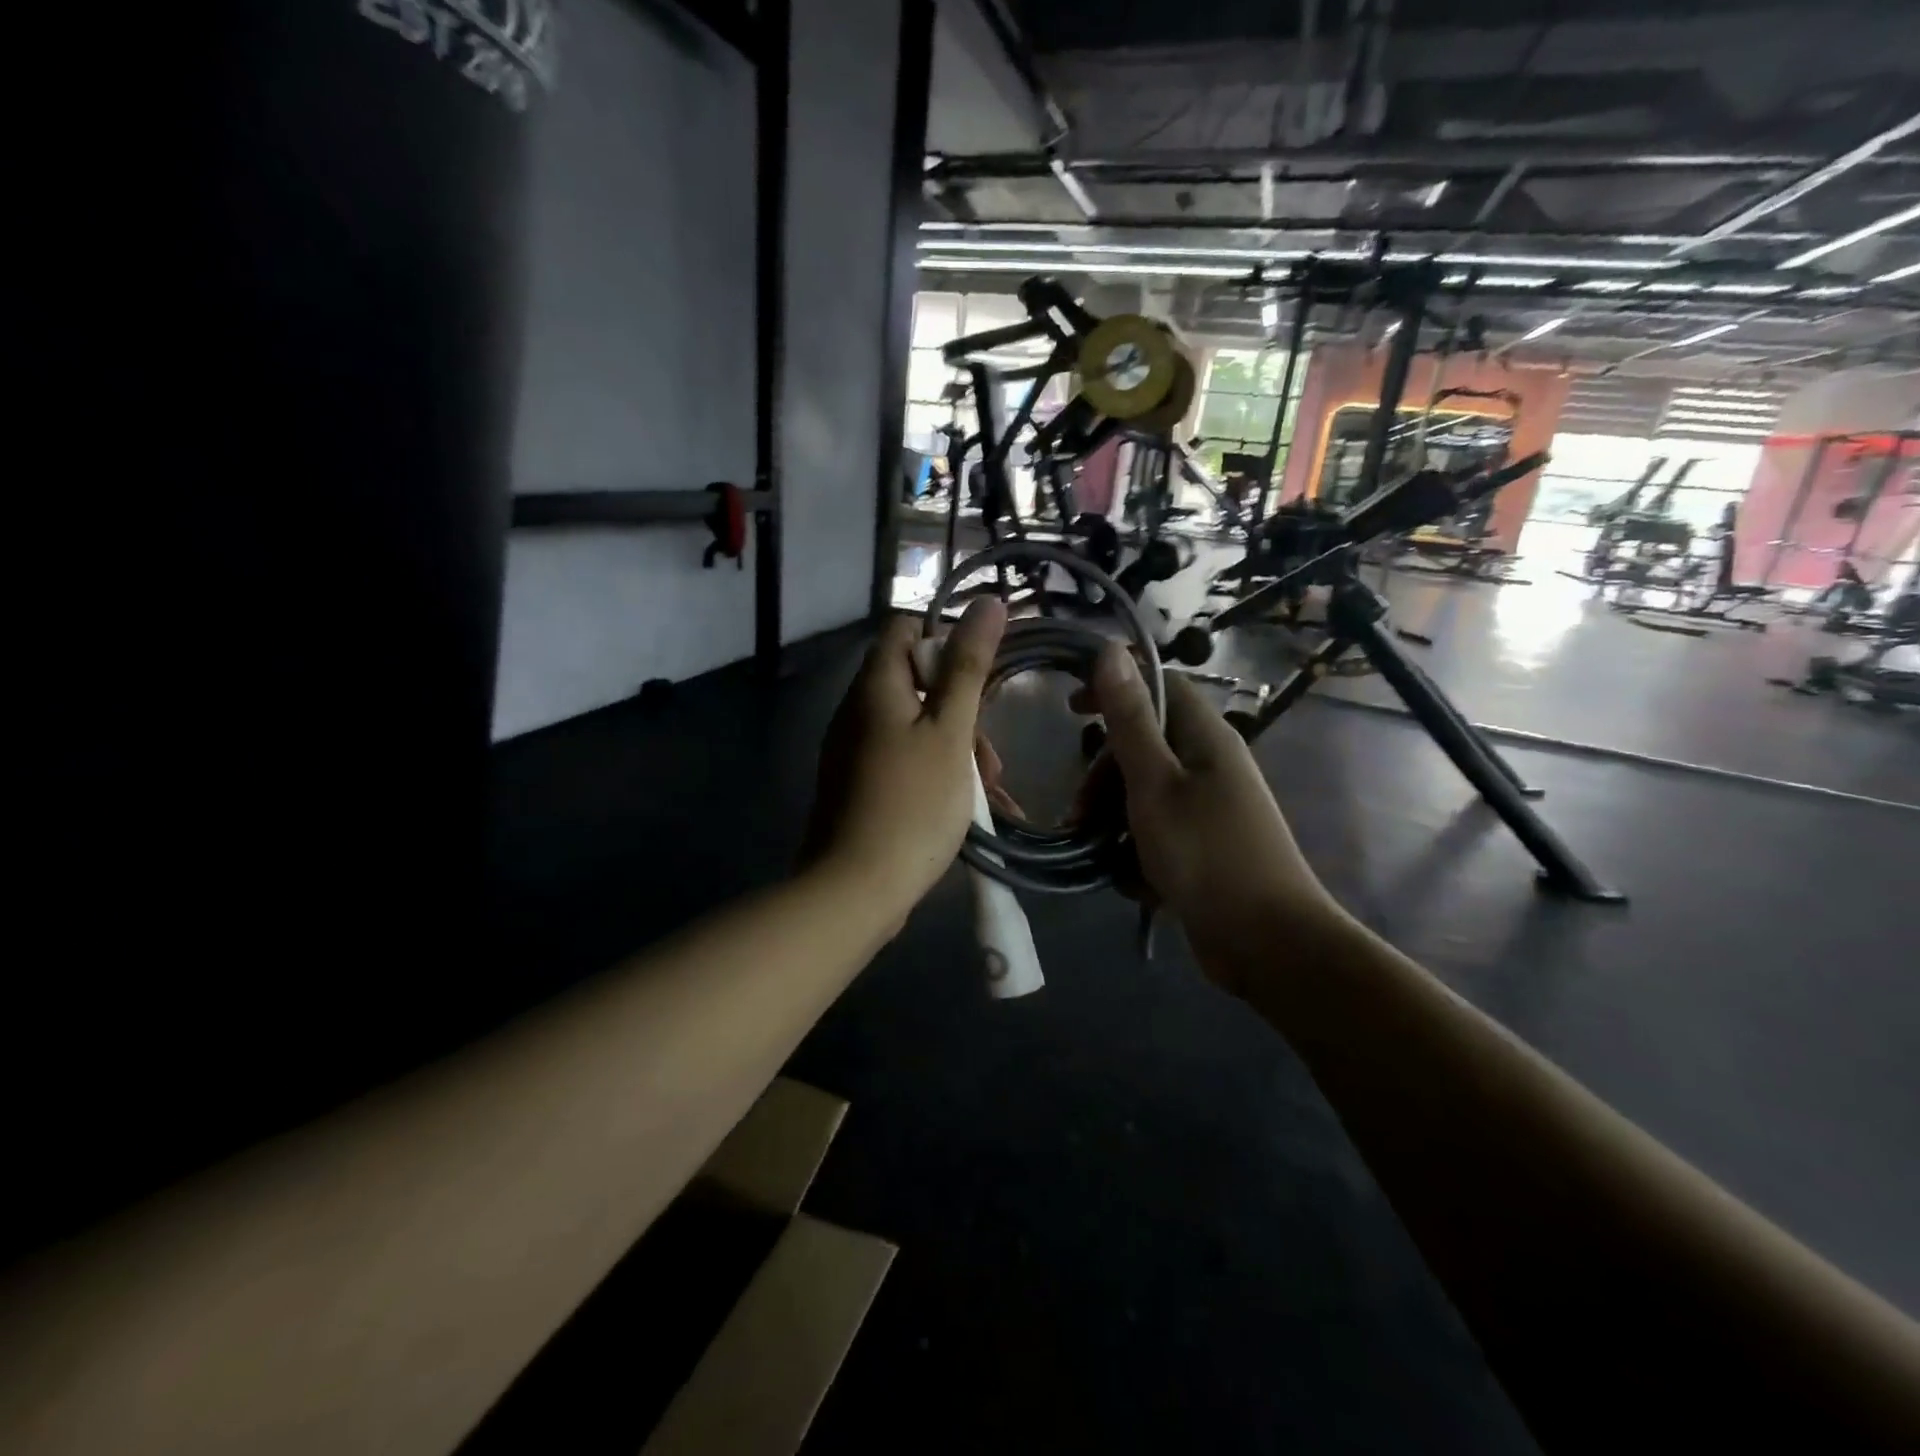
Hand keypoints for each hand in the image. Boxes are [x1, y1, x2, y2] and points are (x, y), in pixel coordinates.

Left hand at [805, 598, 1006, 924]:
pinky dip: (936, 771)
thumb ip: (969, 666)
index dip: (947, 640)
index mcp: (875, 686)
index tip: (983, 676)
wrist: (855, 889)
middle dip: (962, 710)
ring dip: (956, 748)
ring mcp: (853, 750)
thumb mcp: (951, 731)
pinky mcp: (858, 784)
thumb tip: (987, 601)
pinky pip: (903, 759)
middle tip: (991, 756)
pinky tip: (966, 806)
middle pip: (916, 682)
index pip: (906, 629)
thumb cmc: (913, 803)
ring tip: (989, 791)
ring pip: (915, 726)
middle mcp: (857, 710)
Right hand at [1078, 644, 1347, 982]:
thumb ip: (1129, 719)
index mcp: (1205, 738)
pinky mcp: (1202, 848)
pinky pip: (1156, 834)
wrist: (1269, 944)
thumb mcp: (1155, 783)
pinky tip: (1131, 879)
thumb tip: (1109, 650)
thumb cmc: (1207, 854)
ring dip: (1113, 819)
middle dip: (1104, 775)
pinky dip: (1136, 851)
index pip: (1158, 686)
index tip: (1071, 707)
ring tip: (1096, 851)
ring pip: (1143, 795)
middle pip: (1143, 747)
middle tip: (1079, 809)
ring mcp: (1207, 810)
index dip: (1114, 688)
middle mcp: (1209, 766)